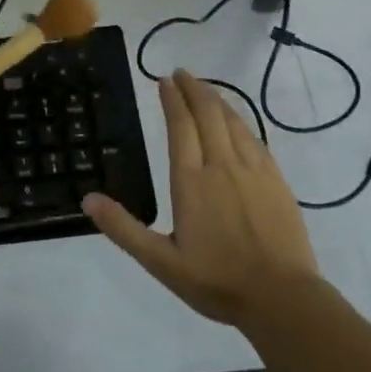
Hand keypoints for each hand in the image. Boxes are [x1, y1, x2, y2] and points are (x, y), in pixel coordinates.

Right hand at [82, 70, 321, 329]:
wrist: (282, 298)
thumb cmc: (217, 281)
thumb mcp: (160, 262)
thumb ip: (123, 229)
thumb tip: (88, 199)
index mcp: (191, 181)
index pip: (180, 127)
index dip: (172, 100)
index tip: (164, 80)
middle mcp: (222, 166)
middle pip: (208, 115)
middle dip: (193, 89)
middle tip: (181, 73)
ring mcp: (253, 171)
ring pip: (233, 122)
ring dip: (217, 100)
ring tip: (204, 88)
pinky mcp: (276, 181)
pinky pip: (255, 139)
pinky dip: (240, 121)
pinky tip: (236, 122)